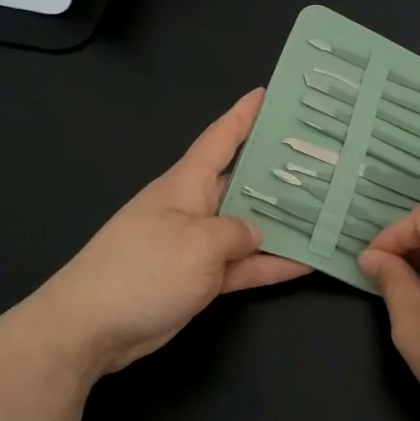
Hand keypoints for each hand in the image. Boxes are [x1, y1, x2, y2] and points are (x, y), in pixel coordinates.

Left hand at [27, 89, 310, 379]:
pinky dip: (270, 266)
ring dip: (283, 223)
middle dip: (278, 169)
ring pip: (249, 227)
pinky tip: (307, 264)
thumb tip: (255, 232)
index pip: (220, 138)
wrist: (92, 327)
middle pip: (243, 181)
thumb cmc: (143, 269)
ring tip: (328, 210)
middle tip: (324, 158)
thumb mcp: (197, 242)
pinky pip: (243, 266)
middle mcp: (195, 207)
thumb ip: (236, 232)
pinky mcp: (201, 279)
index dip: (244, 115)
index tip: (269, 93)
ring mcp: (198, 244)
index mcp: (187, 183)